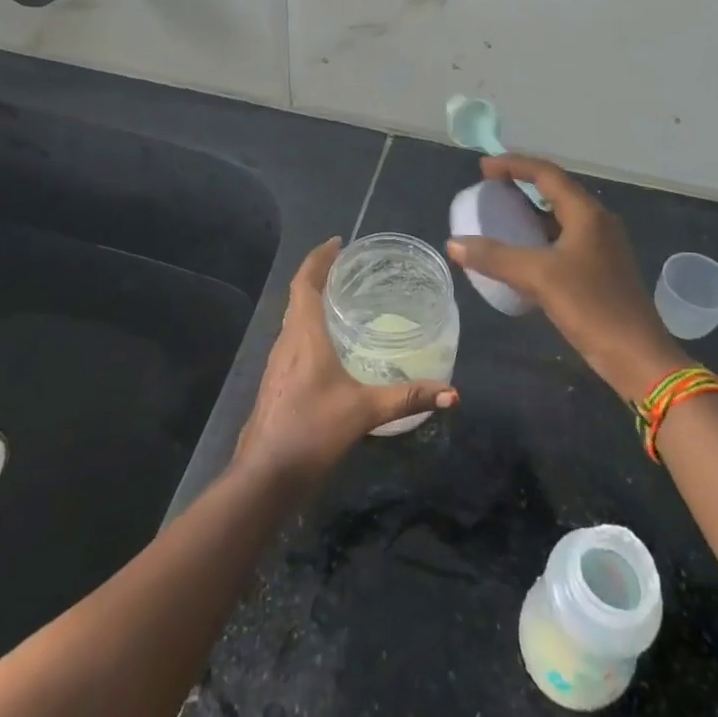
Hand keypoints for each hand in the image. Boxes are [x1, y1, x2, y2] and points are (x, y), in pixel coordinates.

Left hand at [235, 237, 458, 485]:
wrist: (265, 475)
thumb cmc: (312, 431)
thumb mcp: (364, 411)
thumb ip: (407, 398)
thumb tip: (452, 392)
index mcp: (304, 335)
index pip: (305, 282)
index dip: (318, 258)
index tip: (338, 242)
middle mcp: (287, 341)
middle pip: (298, 295)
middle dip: (319, 274)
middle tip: (348, 265)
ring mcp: (277, 362)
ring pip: (294, 317)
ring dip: (312, 299)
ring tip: (342, 295)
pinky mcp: (276, 381)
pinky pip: (293, 337)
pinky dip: (309, 324)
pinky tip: (328, 342)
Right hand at [447, 155, 687, 401]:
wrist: (637, 357)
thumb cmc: (591, 307)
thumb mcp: (538, 278)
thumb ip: (494, 258)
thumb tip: (453, 243)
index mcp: (586, 213)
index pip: (546, 173)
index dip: (513, 165)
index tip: (483, 167)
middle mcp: (597, 222)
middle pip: (555, 190)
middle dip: (521, 185)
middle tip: (489, 189)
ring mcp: (602, 246)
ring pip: (560, 217)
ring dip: (530, 212)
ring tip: (500, 217)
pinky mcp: (601, 269)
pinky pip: (564, 240)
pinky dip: (540, 237)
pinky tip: (522, 254)